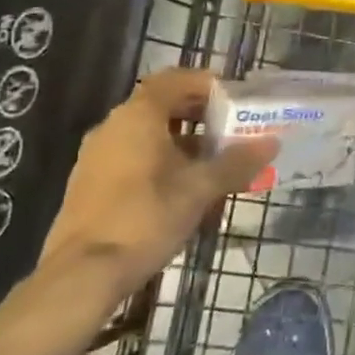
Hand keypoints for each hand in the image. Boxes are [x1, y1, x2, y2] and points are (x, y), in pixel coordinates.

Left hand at [39, 69, 276, 300]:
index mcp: (138, 117)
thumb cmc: (145, 217)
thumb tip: (271, 143)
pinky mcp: (91, 186)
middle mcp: (113, 128)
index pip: (173, 80)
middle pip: (162, 108)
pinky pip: (135, 161)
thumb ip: (237, 162)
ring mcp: (98, 158)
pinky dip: (164, 165)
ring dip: (185, 145)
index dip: (205, 84)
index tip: (234, 98)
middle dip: (200, 117)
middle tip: (233, 132)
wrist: (82, 274)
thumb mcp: (200, 189)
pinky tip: (187, 194)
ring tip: (217, 167)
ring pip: (149, 138)